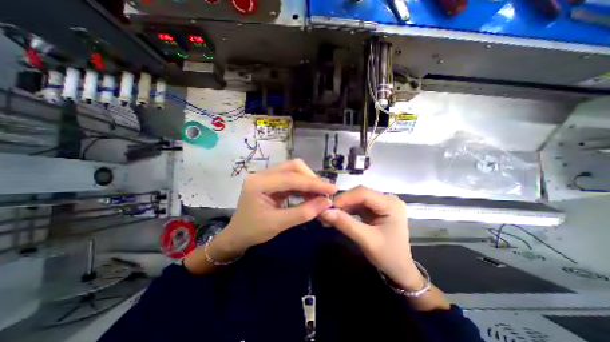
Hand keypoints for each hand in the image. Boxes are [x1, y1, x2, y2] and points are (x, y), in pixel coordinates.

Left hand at [213, 162, 335, 254]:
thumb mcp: (278, 224)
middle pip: (293, 167)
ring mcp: (266, 175)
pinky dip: (303, 184)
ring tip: (320, 194)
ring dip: (308, 180)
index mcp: (258, 183)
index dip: (314, 183)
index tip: (333, 189)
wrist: (237, 234)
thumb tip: (327, 202)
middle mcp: (262, 174)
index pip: (291, 178)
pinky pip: (291, 177)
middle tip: (325, 192)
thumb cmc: (253, 231)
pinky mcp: (271, 180)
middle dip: (311, 178)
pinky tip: (310, 193)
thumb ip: (304, 212)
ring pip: (293, 170)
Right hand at [319, 186, 425, 289]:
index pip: (363, 193)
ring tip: (327, 217)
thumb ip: (346, 224)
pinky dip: (346, 211)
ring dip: (342, 207)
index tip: (327, 207)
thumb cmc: (388, 256)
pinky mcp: (375, 209)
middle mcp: (386, 199)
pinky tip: (336, 218)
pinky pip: (357, 206)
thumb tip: (324, 212)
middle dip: (341, 203)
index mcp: (390, 204)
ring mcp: (380, 204)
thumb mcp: (366, 240)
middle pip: (359, 194)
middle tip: (325, 212)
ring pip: (356, 199)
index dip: (344, 198)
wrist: (399, 269)